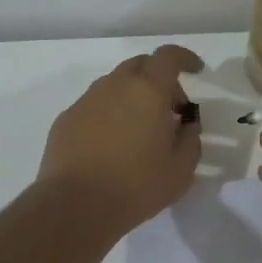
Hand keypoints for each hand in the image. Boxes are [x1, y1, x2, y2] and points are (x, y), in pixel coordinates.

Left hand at [38, 45, 203, 234]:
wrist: (75, 205)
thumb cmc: (136, 185)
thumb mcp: (181, 169)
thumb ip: (190, 139)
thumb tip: (186, 124)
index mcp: (148, 90)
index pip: (168, 56)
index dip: (184, 58)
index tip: (195, 70)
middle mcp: (114, 85)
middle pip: (140, 65)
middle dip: (159, 78)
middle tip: (170, 108)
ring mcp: (86, 101)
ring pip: (115, 85)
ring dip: (133, 96)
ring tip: (141, 129)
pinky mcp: (66, 119)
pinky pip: (95, 106)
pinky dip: (110, 114)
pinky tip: (112, 144)